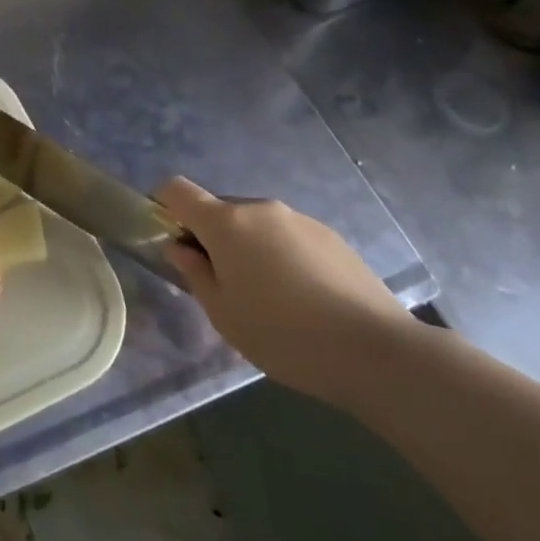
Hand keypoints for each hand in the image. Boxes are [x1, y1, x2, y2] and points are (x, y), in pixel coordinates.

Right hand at [158, 177, 421, 406]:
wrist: (375, 350)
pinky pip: (288, 235)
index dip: (164, 205)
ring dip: (248, 246)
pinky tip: (303, 298)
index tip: (169, 238)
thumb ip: (195, 274)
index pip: (177, 189)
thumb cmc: (283, 335)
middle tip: (222, 282)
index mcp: (226, 223)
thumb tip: (181, 248)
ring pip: (256, 223)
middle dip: (211, 236)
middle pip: (220, 209)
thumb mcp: (223, 314)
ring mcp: (299, 218)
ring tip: (269, 297)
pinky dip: (281, 255)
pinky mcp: (331, 236)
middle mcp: (260, 208)